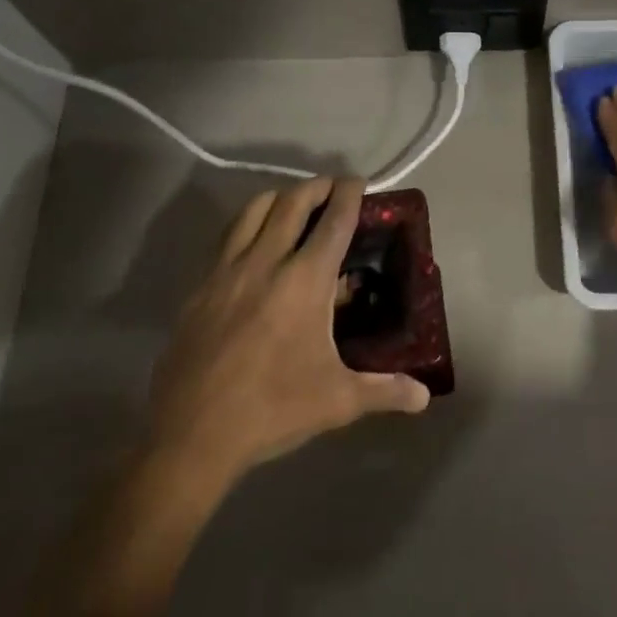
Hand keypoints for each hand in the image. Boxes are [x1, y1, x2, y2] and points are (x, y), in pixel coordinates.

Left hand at [144, 176, 431, 488]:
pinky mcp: (200, 287)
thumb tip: (424, 396)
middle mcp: (266, 262)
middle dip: (316, 187)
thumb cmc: (273, 409)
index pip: (334, 222)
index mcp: (305, 281)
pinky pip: (228, 238)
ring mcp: (227, 271)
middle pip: (292, 202)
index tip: (359, 181)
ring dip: (279, 198)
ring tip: (293, 206)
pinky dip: (248, 225)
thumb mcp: (337, 401)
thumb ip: (385, 390)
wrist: (192, 434)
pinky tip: (255, 246)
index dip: (350, 195)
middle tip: (332, 188)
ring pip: (253, 210)